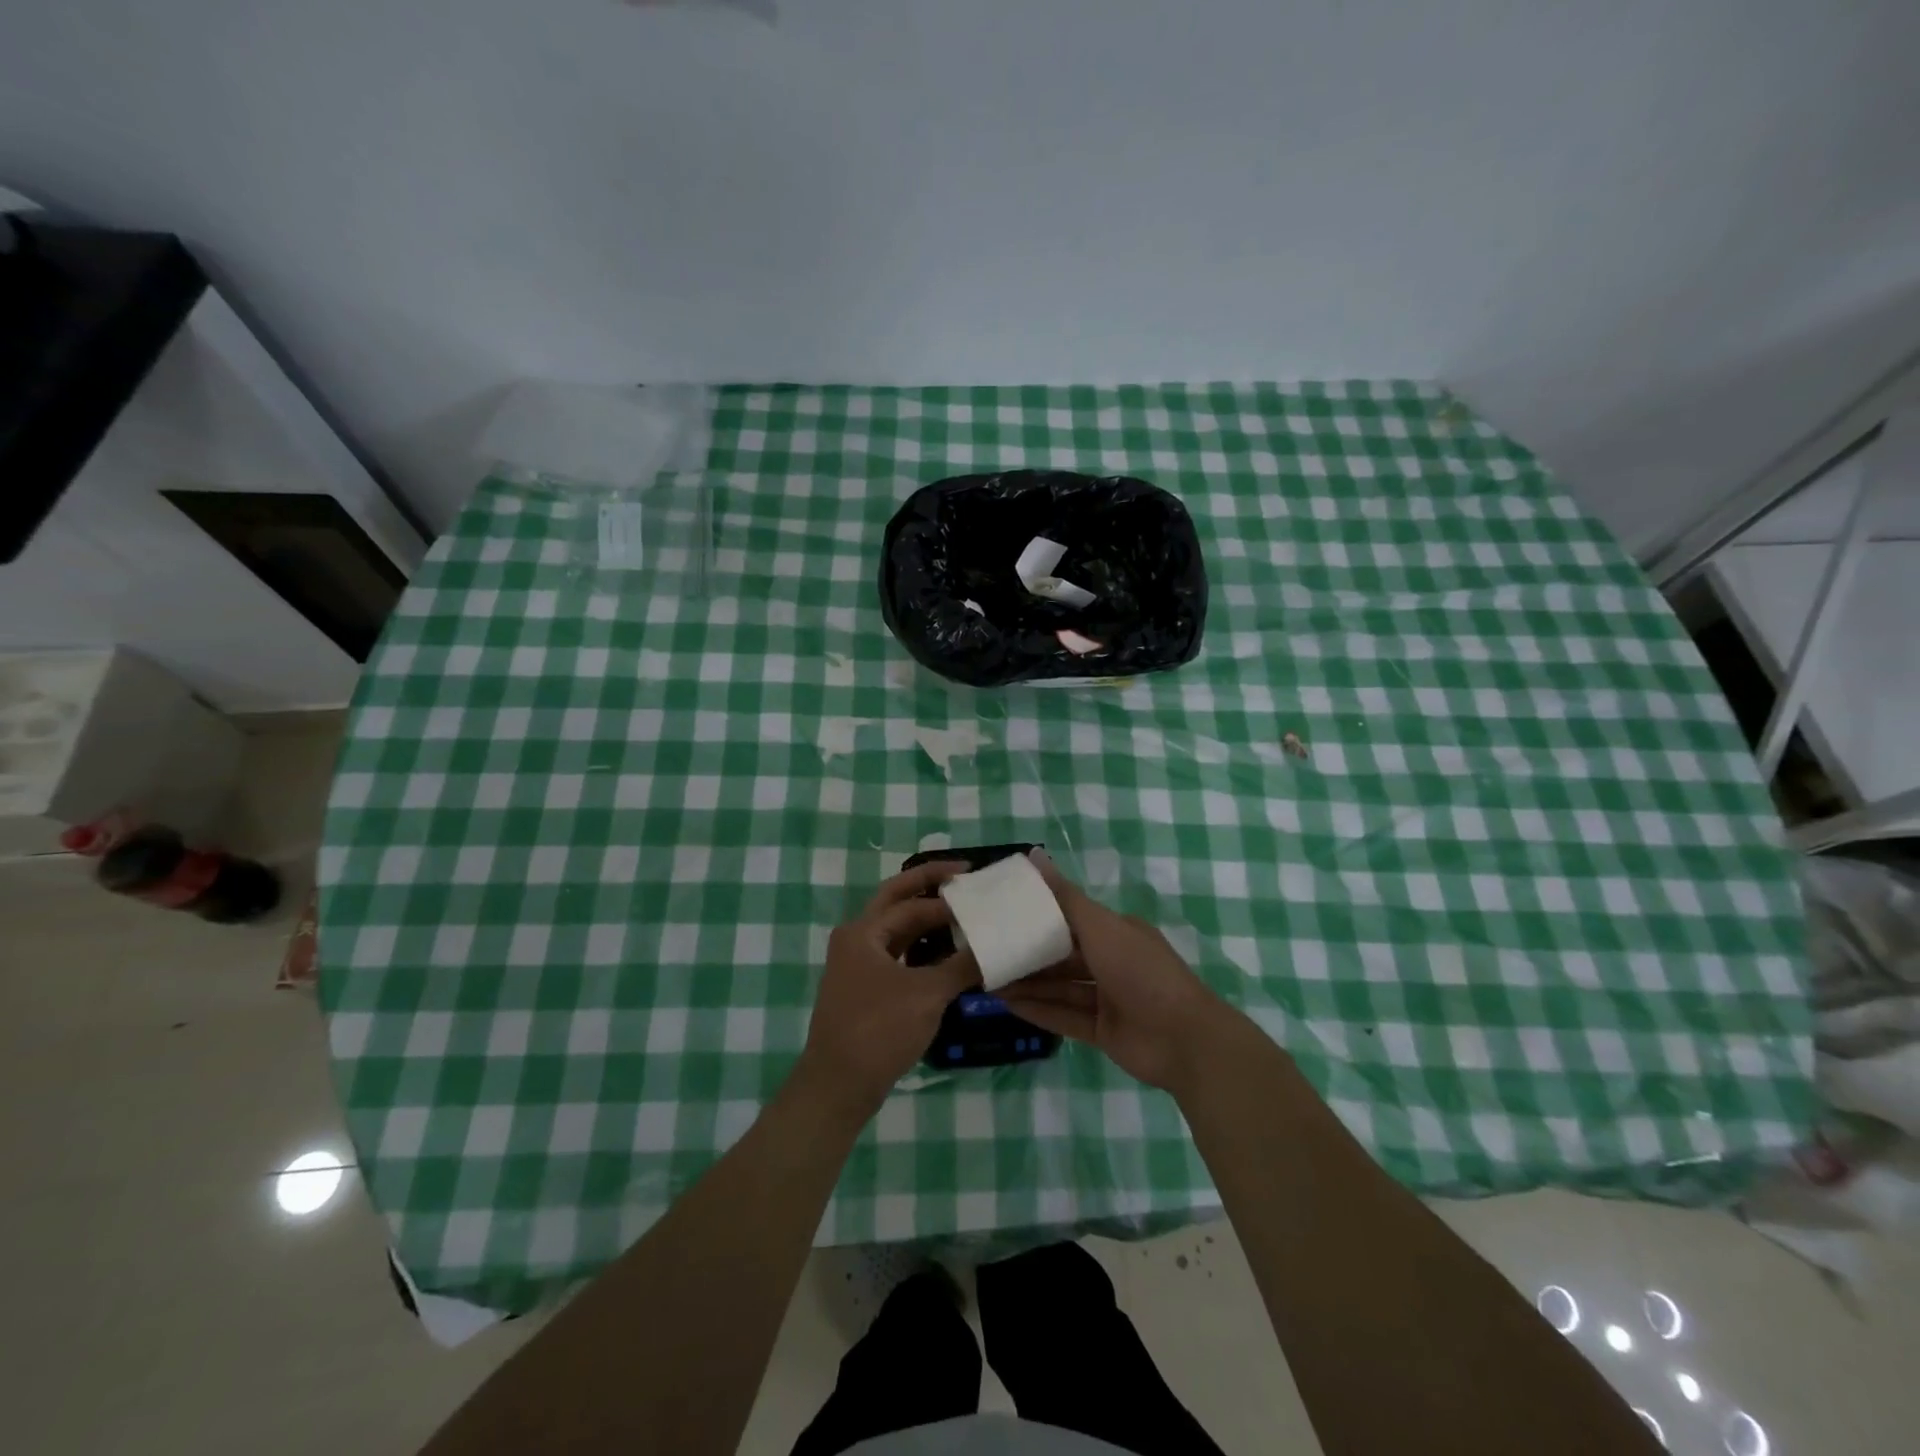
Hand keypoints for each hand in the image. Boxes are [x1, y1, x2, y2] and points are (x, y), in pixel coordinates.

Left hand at [798, 862, 980, 1118]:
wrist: (838, 1086)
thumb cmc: (879, 1030)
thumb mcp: (927, 995)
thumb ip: (961, 966)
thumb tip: (995, 947)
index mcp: (863, 932)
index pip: (912, 903)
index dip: (946, 898)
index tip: (979, 893)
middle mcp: (856, 939)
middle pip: (897, 902)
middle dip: (929, 887)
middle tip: (964, 876)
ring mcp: (857, 965)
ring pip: (897, 930)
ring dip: (926, 920)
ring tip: (961, 914)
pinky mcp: (865, 989)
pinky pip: (897, 955)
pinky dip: (921, 949)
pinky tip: (946, 955)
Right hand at [998, 851, 1235, 1093]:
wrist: (1184, 1040)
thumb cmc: (1140, 971)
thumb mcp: (1100, 927)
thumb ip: (1064, 896)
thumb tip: (1033, 854)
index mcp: (1117, 932)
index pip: (1071, 918)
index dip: (1039, 915)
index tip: (1004, 913)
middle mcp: (1112, 962)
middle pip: (1062, 955)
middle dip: (1028, 954)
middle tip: (988, 950)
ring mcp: (1108, 999)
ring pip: (1060, 987)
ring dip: (1028, 984)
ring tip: (989, 980)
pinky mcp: (1103, 1032)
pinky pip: (1065, 1017)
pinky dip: (1039, 1011)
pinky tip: (1007, 1006)